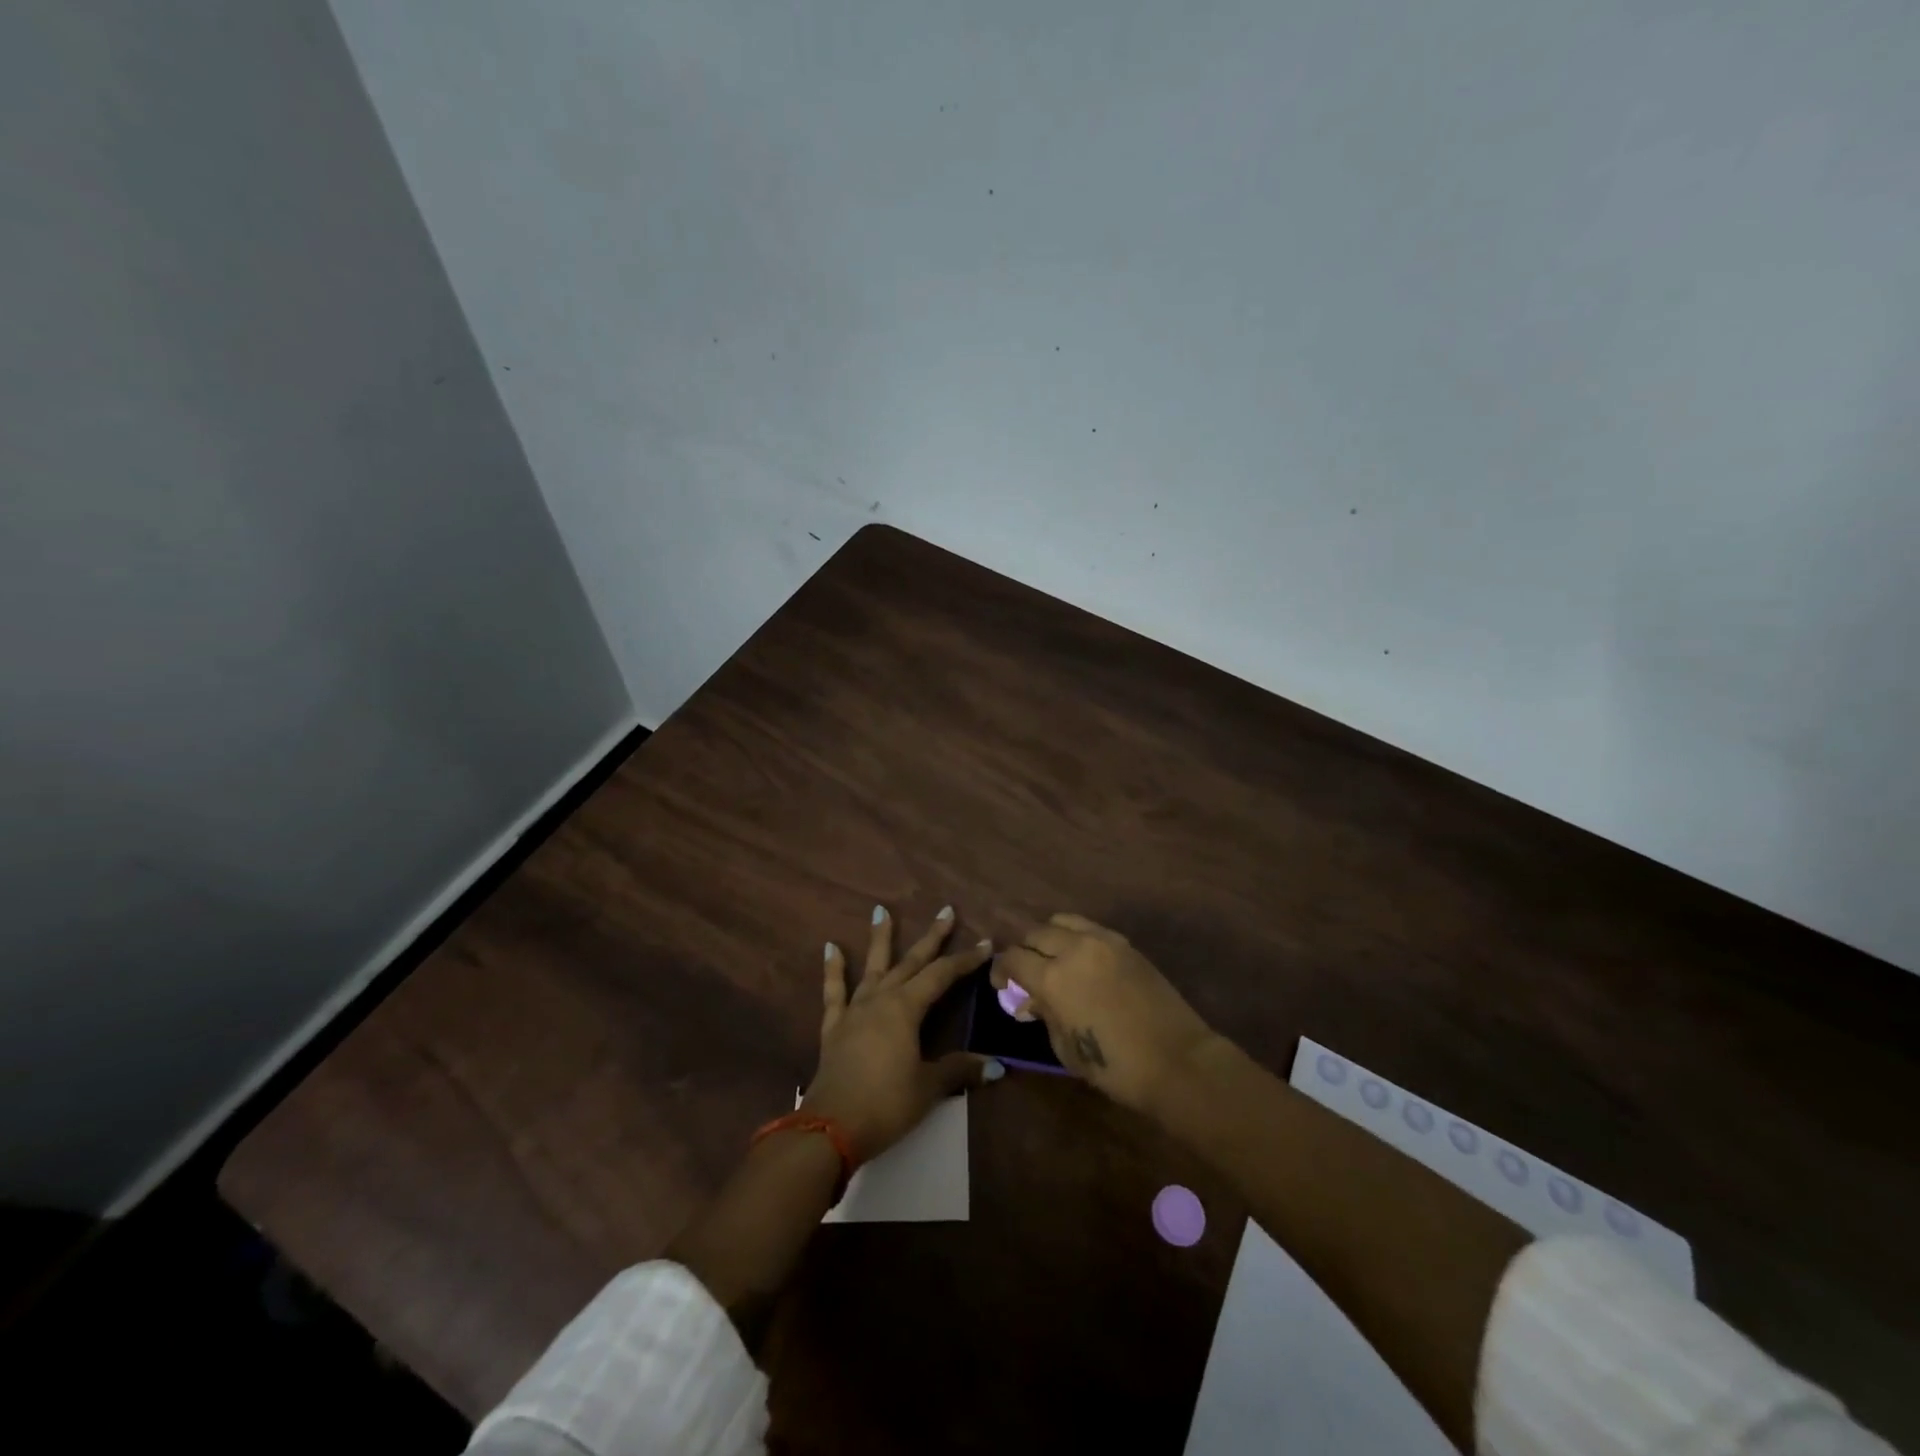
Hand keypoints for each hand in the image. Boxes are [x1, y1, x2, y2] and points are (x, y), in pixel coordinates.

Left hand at [801, 904, 998, 1161]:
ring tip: (880, 910)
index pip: (942, 976)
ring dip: (880, 939)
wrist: (830, 1128)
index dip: (965, 960)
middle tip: (945, 911)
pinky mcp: (834, 1027)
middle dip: (932, 937)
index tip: (986, 944)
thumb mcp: (928, 1087)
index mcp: (906, 1008)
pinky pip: (834, 992)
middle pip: (911, 962)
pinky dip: (833, 970)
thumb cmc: (886, 1104)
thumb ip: (959, 1070)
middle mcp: (881, 999)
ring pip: (873, 967)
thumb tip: (996, 1066)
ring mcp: (855, 1010)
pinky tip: (830, 948)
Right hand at [995, 913, 1218, 1112]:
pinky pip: (1089, 927)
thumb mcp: (1065, 1047)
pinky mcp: (1125, 944)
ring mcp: (1102, 941)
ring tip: (1052, 957)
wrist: (1176, 1060)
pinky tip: (1080, 958)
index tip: (1001, 984)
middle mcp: (1073, 949)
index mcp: (1053, 978)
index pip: (1013, 959)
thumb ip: (1045, 1015)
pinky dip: (1076, 936)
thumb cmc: (1115, 1066)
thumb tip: (1031, 1000)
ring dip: (1049, 937)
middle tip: (1025, 971)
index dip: (1001, 970)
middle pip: (1035, 934)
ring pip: (1062, 921)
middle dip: (1024, 951)